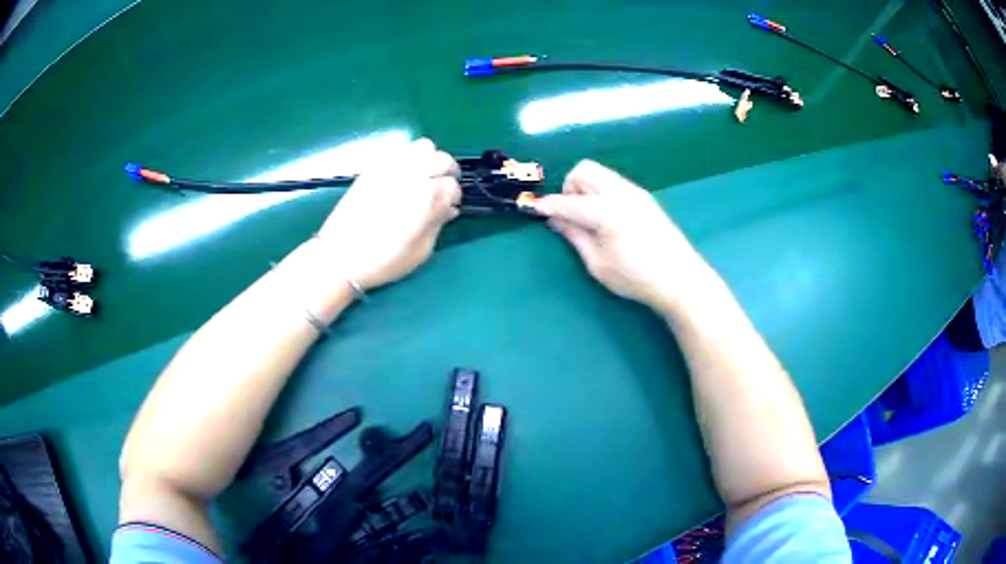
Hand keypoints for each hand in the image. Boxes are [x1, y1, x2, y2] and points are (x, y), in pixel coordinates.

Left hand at [316, 138, 461, 289]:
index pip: (453, 186)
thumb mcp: (420, 251)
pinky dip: (409, 158)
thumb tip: (448, 209)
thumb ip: (438, 224)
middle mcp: (413, 175)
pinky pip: (400, 150)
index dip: (454, 197)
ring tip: (425, 176)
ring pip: (423, 146)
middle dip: (447, 173)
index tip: (449, 208)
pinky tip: (405, 176)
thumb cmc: (383, 260)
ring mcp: (392, 167)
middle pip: (443, 159)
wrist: (340, 256)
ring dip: (430, 159)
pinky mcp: (375, 167)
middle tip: (442, 188)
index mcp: (428, 197)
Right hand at [528, 160, 697, 310]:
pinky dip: (601, 192)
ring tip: (589, 218)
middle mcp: (620, 192)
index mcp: (606, 211)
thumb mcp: (598, 264)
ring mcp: (635, 192)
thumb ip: (574, 236)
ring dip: (585, 187)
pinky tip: (607, 218)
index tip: (530, 207)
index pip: (567, 201)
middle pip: (584, 170)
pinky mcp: (644, 197)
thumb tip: (555, 219)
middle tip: (571, 215)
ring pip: (600, 173)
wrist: (680, 278)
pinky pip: (613, 182)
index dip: (546, 204)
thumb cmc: (636, 277)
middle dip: (569, 187)